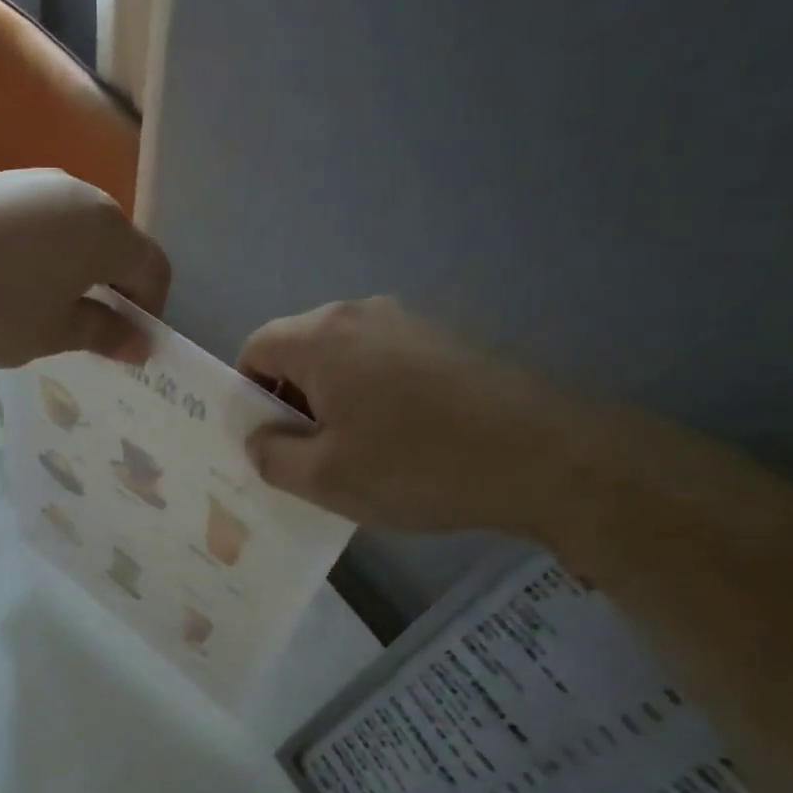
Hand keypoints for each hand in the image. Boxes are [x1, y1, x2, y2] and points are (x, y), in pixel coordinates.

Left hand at [0, 170, 170, 368]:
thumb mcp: (52, 333)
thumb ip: (103, 334)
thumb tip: (140, 343)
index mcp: (106, 231)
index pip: (153, 269)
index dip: (150, 310)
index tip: (126, 344)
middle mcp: (79, 194)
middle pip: (116, 244)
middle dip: (113, 288)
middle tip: (87, 329)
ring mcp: (33, 182)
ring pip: (75, 230)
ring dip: (76, 269)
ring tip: (43, 306)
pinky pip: (38, 220)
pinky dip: (40, 252)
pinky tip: (6, 280)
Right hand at [237, 297, 582, 535]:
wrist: (546, 457)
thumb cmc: (416, 465)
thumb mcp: (325, 478)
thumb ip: (272, 457)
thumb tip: (258, 440)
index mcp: (323, 338)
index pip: (255, 348)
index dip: (247, 394)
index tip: (266, 439)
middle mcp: (363, 314)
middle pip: (301, 349)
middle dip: (291, 399)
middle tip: (307, 453)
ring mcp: (413, 323)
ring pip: (346, 358)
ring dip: (335, 399)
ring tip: (357, 452)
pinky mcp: (451, 341)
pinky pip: (387, 363)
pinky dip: (375, 395)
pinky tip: (403, 441)